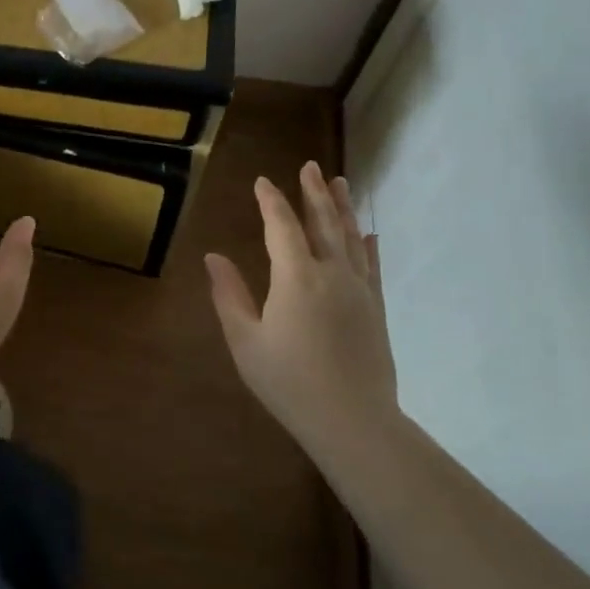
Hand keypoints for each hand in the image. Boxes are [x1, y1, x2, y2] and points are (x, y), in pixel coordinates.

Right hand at [205, 164, 395, 451]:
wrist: (353, 422)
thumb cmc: (289, 382)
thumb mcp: (246, 341)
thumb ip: (229, 295)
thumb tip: (213, 257)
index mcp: (296, 278)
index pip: (281, 227)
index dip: (271, 201)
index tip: (263, 181)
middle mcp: (332, 274)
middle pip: (323, 223)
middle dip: (314, 192)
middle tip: (310, 166)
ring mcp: (359, 290)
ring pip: (350, 238)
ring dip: (342, 208)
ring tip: (340, 182)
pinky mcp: (376, 309)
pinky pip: (372, 265)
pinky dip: (368, 245)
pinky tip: (369, 233)